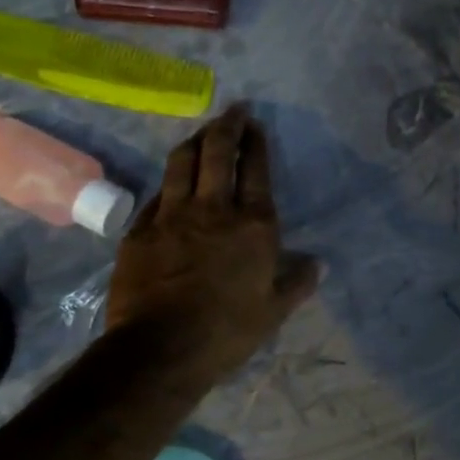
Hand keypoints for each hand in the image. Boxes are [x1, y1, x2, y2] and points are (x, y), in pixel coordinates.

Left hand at [104, 106, 320, 389]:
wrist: (160, 349)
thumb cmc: (227, 331)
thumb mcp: (275, 311)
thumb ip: (298, 282)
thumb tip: (318, 264)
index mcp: (254, 225)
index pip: (256, 171)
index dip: (256, 143)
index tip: (255, 125)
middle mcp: (214, 210)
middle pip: (218, 153)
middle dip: (227, 126)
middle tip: (233, 111)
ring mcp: (173, 216)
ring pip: (182, 163)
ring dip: (194, 141)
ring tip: (202, 132)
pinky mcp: (141, 230)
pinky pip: (157, 194)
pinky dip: (169, 180)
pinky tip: (172, 180)